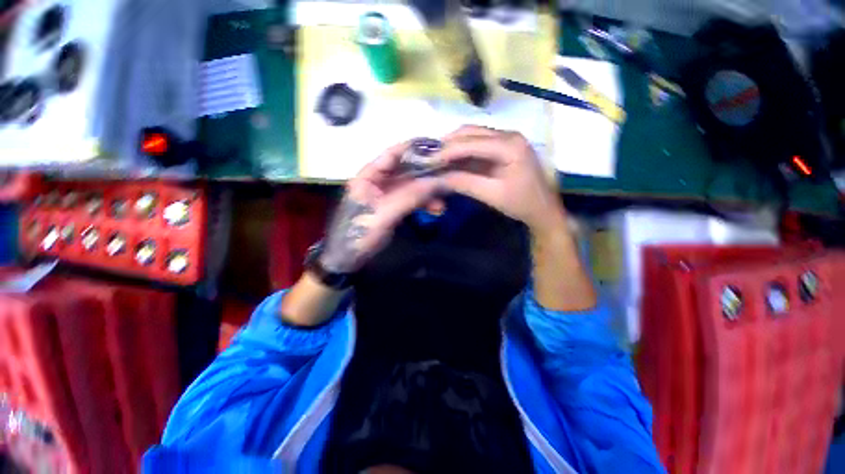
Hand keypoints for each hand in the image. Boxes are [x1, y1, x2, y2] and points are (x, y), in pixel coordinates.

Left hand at [319, 142, 442, 273]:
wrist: (349, 259)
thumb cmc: (359, 233)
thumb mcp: (384, 214)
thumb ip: (410, 196)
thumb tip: (438, 182)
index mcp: (369, 175)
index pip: (393, 154)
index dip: (415, 148)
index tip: (438, 147)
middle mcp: (379, 180)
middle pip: (406, 170)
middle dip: (427, 175)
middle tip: (448, 177)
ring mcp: (387, 194)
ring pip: (412, 186)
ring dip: (428, 192)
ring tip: (442, 203)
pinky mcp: (394, 206)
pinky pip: (412, 199)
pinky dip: (424, 203)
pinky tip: (436, 209)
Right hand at [436, 126, 563, 231]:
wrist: (543, 210)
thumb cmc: (522, 204)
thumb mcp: (492, 195)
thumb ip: (465, 183)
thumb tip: (438, 177)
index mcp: (510, 145)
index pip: (471, 142)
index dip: (447, 151)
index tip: (427, 160)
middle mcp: (508, 135)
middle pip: (470, 132)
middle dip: (448, 145)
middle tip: (429, 158)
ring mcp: (506, 139)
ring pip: (472, 136)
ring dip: (453, 146)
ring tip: (436, 159)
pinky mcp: (502, 148)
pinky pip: (477, 145)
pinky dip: (462, 152)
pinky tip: (450, 161)